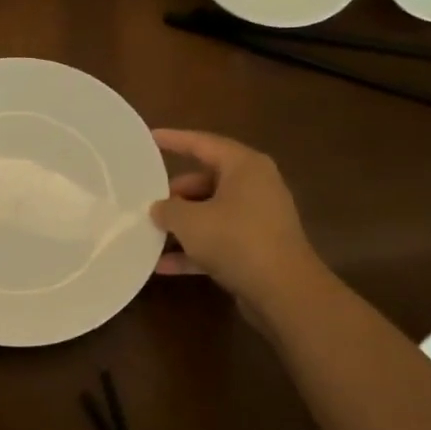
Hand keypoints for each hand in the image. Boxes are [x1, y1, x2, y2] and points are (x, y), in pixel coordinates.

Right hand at [151, 129, 327, 322]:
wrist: (284, 291)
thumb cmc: (236, 240)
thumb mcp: (190, 221)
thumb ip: (168, 209)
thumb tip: (159, 208)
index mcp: (244, 167)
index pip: (203, 144)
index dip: (174, 140)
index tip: (150, 138)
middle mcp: (255, 186)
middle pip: (206, 181)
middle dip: (175, 194)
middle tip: (146, 201)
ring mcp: (258, 219)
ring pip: (211, 213)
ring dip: (182, 226)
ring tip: (149, 233)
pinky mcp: (257, 248)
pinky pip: (218, 241)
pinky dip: (194, 250)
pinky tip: (163, 266)